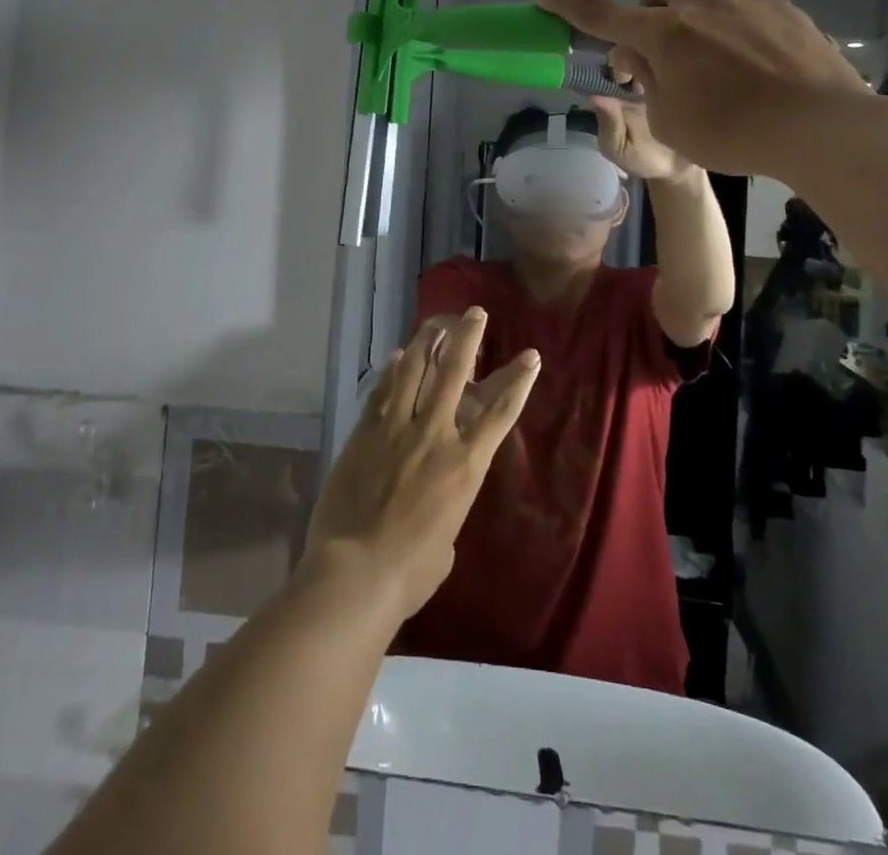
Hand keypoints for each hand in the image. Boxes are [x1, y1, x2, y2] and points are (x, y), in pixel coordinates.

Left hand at [302, 309, 539, 620]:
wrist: (356, 573)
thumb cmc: (411, 571)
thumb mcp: (448, 539)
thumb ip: (449, 504)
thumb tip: (436, 496)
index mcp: (465, 465)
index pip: (500, 412)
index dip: (518, 381)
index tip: (531, 355)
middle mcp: (434, 434)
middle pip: (455, 373)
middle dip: (468, 338)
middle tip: (474, 313)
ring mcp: (396, 428)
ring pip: (413, 370)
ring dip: (426, 342)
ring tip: (435, 322)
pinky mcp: (364, 433)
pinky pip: (381, 392)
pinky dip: (390, 371)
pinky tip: (396, 356)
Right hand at [536, 0, 871, 179]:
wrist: (822, 129)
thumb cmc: (734, 134)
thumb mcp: (671, 122)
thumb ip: (647, 83)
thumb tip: (638, 56)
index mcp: (668, 34)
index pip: (604, 15)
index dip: (569, 6)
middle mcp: (706, 6)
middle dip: (650, 3)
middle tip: (660, 45)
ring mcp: (751, 3)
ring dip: (694, 8)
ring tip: (708, 51)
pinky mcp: (788, 12)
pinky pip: (749, 3)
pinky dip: (736, 24)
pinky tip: (754, 61)